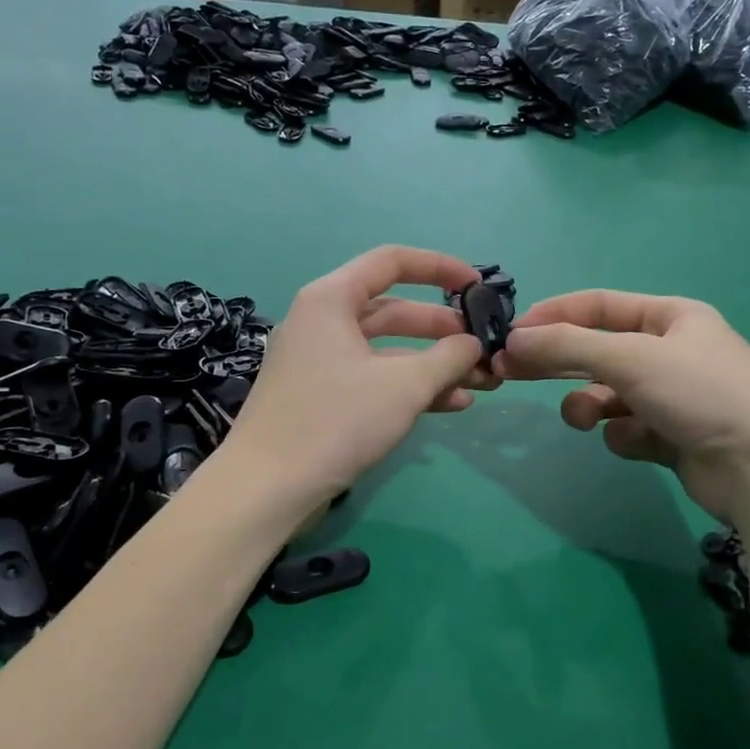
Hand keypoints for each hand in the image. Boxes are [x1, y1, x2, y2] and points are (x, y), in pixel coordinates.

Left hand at [225, 246, 491, 506]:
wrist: (267, 487)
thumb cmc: (336, 421)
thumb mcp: (404, 386)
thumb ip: (448, 357)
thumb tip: (474, 344)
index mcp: (331, 299)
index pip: (392, 261)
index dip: (440, 268)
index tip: (477, 287)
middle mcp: (322, 321)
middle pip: (393, 310)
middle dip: (442, 330)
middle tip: (482, 348)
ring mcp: (318, 361)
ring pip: (386, 350)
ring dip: (432, 365)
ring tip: (478, 383)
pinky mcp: (320, 396)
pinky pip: (372, 378)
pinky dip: (408, 387)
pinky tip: (451, 405)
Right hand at [495, 290, 749, 521]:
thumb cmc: (701, 393)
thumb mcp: (631, 358)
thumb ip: (568, 346)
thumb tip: (515, 338)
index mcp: (672, 318)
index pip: (601, 306)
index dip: (555, 315)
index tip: (514, 332)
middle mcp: (672, 353)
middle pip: (598, 350)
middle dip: (559, 362)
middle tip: (510, 371)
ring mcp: (673, 397)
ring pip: (608, 395)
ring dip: (590, 405)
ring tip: (586, 419)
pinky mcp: (672, 438)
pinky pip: (628, 429)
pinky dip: (626, 436)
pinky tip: (643, 443)